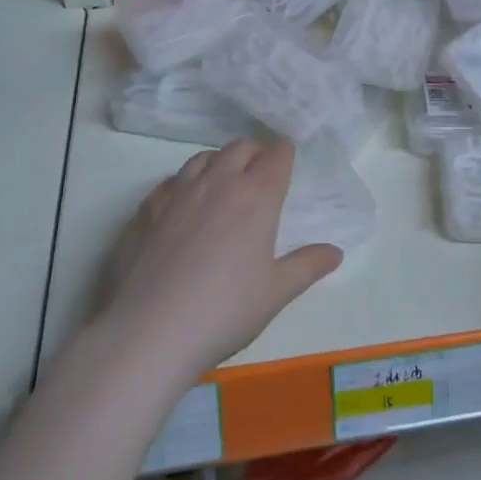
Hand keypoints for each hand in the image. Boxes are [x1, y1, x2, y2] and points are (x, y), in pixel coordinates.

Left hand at [102, 139, 339, 381]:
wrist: (149, 331)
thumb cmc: (224, 311)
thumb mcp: (276, 293)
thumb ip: (307, 266)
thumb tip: (335, 252)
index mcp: (256, 196)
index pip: (276, 156)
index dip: (284, 154)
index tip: (287, 159)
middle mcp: (218, 183)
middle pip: (240, 148)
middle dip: (254, 153)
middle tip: (260, 172)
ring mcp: (177, 193)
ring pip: (202, 158)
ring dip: (219, 162)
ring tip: (223, 182)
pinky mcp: (146, 210)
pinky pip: (170, 181)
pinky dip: (184, 183)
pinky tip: (183, 204)